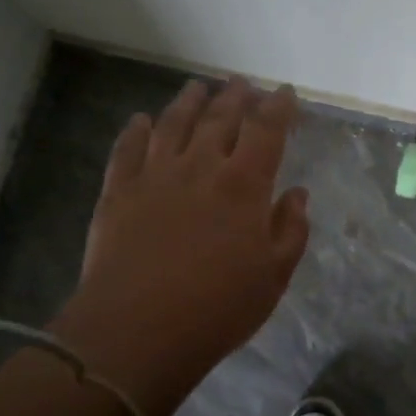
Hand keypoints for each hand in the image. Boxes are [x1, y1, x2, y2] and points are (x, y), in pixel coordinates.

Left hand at [52, 78, 308, 406]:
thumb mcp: (273, 276)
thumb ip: (290, 230)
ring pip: (174, 123)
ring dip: (189, 101)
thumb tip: (297, 194)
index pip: (266, 130)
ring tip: (198, 87)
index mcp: (244, 184)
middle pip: (220, 118)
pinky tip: (141, 120)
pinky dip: (136, 130)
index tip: (285, 93)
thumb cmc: (217, 308)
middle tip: (242, 84)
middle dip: (235, 96)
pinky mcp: (118, 191)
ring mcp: (155, 175)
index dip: (278, 107)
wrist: (136, 331)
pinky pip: (128, 149)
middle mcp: (200, 166)